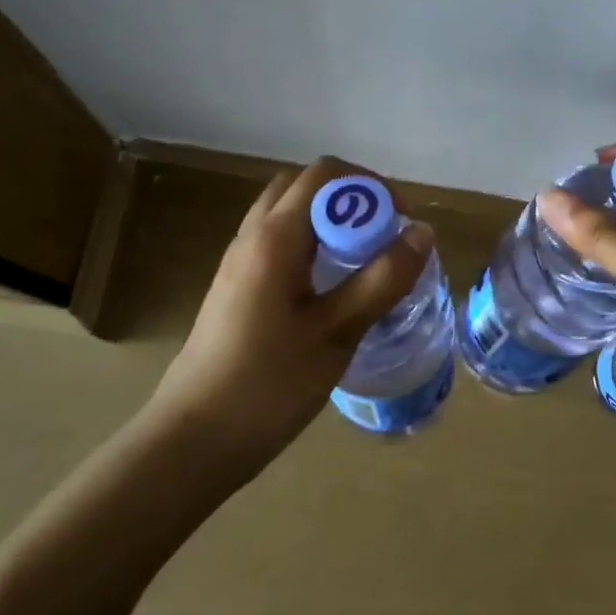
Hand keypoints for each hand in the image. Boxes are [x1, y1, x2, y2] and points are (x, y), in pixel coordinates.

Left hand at [146, 157, 433, 467]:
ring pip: (288, 215)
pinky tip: (331, 288)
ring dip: (330, 221)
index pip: (324, 175)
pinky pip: (278, 243)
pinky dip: (311, 244)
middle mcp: (252, 237)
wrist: (192, 440)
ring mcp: (239, 263)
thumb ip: (382, 279)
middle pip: (303, 187)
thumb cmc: (268, 385)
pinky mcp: (236, 288)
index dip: (370, 185)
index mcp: (274, 238)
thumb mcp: (336, 332)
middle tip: (383, 235)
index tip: (401, 220)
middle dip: (350, 198)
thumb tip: (422, 233)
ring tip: (363, 261)